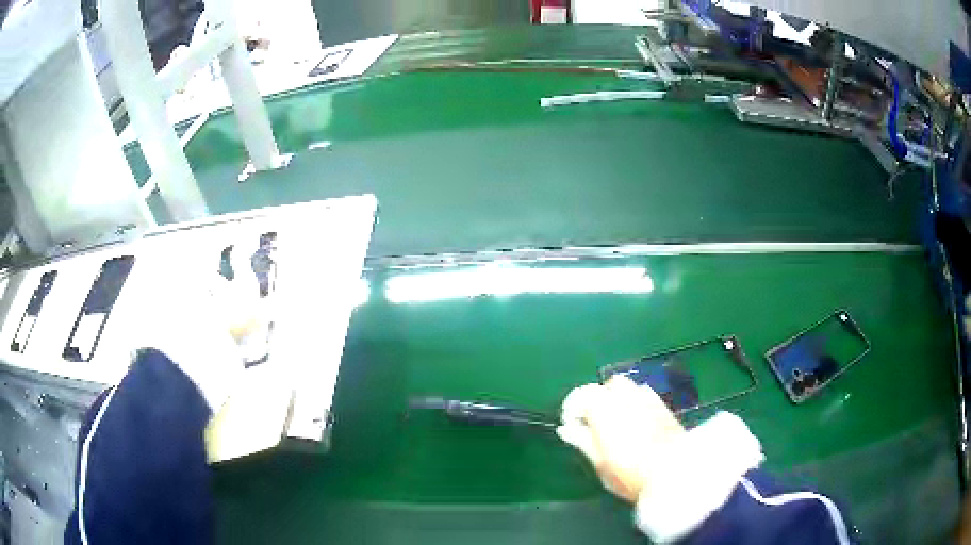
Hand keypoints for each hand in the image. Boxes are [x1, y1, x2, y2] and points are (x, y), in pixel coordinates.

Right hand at [557, 375, 684, 502]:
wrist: (675, 473)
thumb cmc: (630, 472)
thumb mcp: (600, 463)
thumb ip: (582, 441)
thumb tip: (566, 428)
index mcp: (604, 408)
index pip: (581, 395)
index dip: (572, 408)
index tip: (571, 426)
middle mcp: (626, 396)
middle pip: (609, 385)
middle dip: (599, 398)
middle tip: (595, 422)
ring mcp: (648, 399)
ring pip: (629, 387)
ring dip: (619, 399)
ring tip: (617, 422)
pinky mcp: (665, 406)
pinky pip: (646, 395)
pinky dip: (636, 403)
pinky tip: (637, 422)